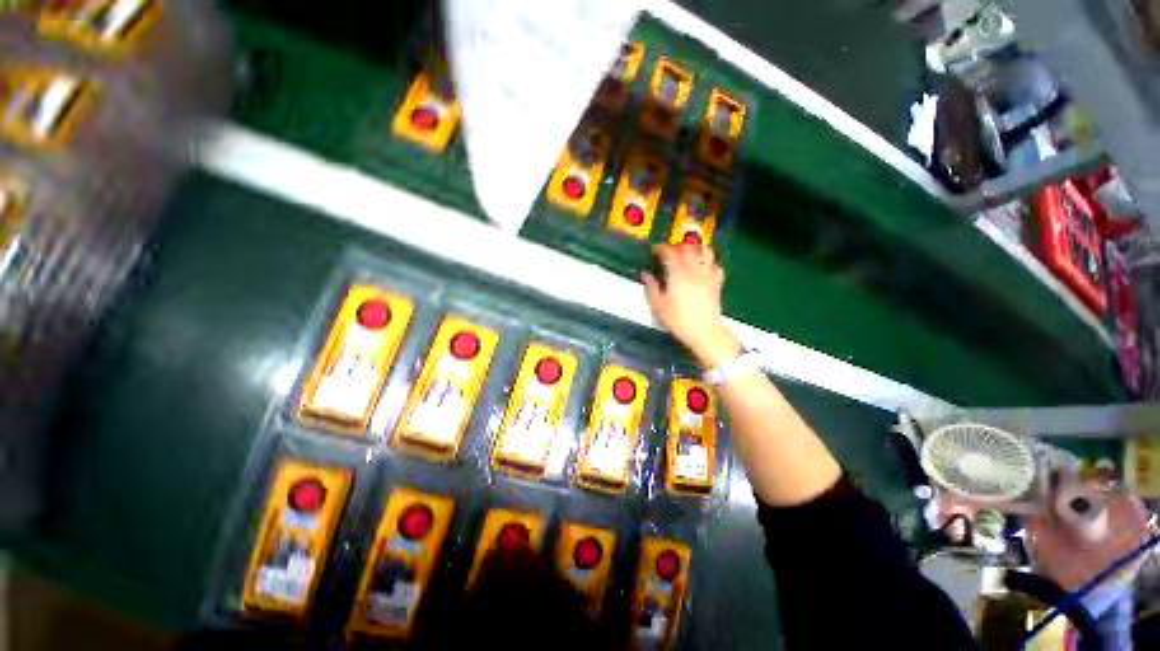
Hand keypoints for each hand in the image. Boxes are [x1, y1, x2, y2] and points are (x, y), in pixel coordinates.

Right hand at [643, 243, 739, 366]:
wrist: (704, 331)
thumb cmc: (679, 320)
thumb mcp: (659, 306)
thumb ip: (651, 288)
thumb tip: (645, 274)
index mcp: (678, 274)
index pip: (669, 252)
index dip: (661, 248)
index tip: (654, 251)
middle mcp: (694, 270)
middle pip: (687, 247)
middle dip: (677, 245)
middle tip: (668, 251)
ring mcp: (708, 275)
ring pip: (705, 251)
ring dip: (696, 248)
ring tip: (687, 253)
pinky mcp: (717, 282)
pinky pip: (716, 265)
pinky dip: (709, 262)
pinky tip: (703, 268)